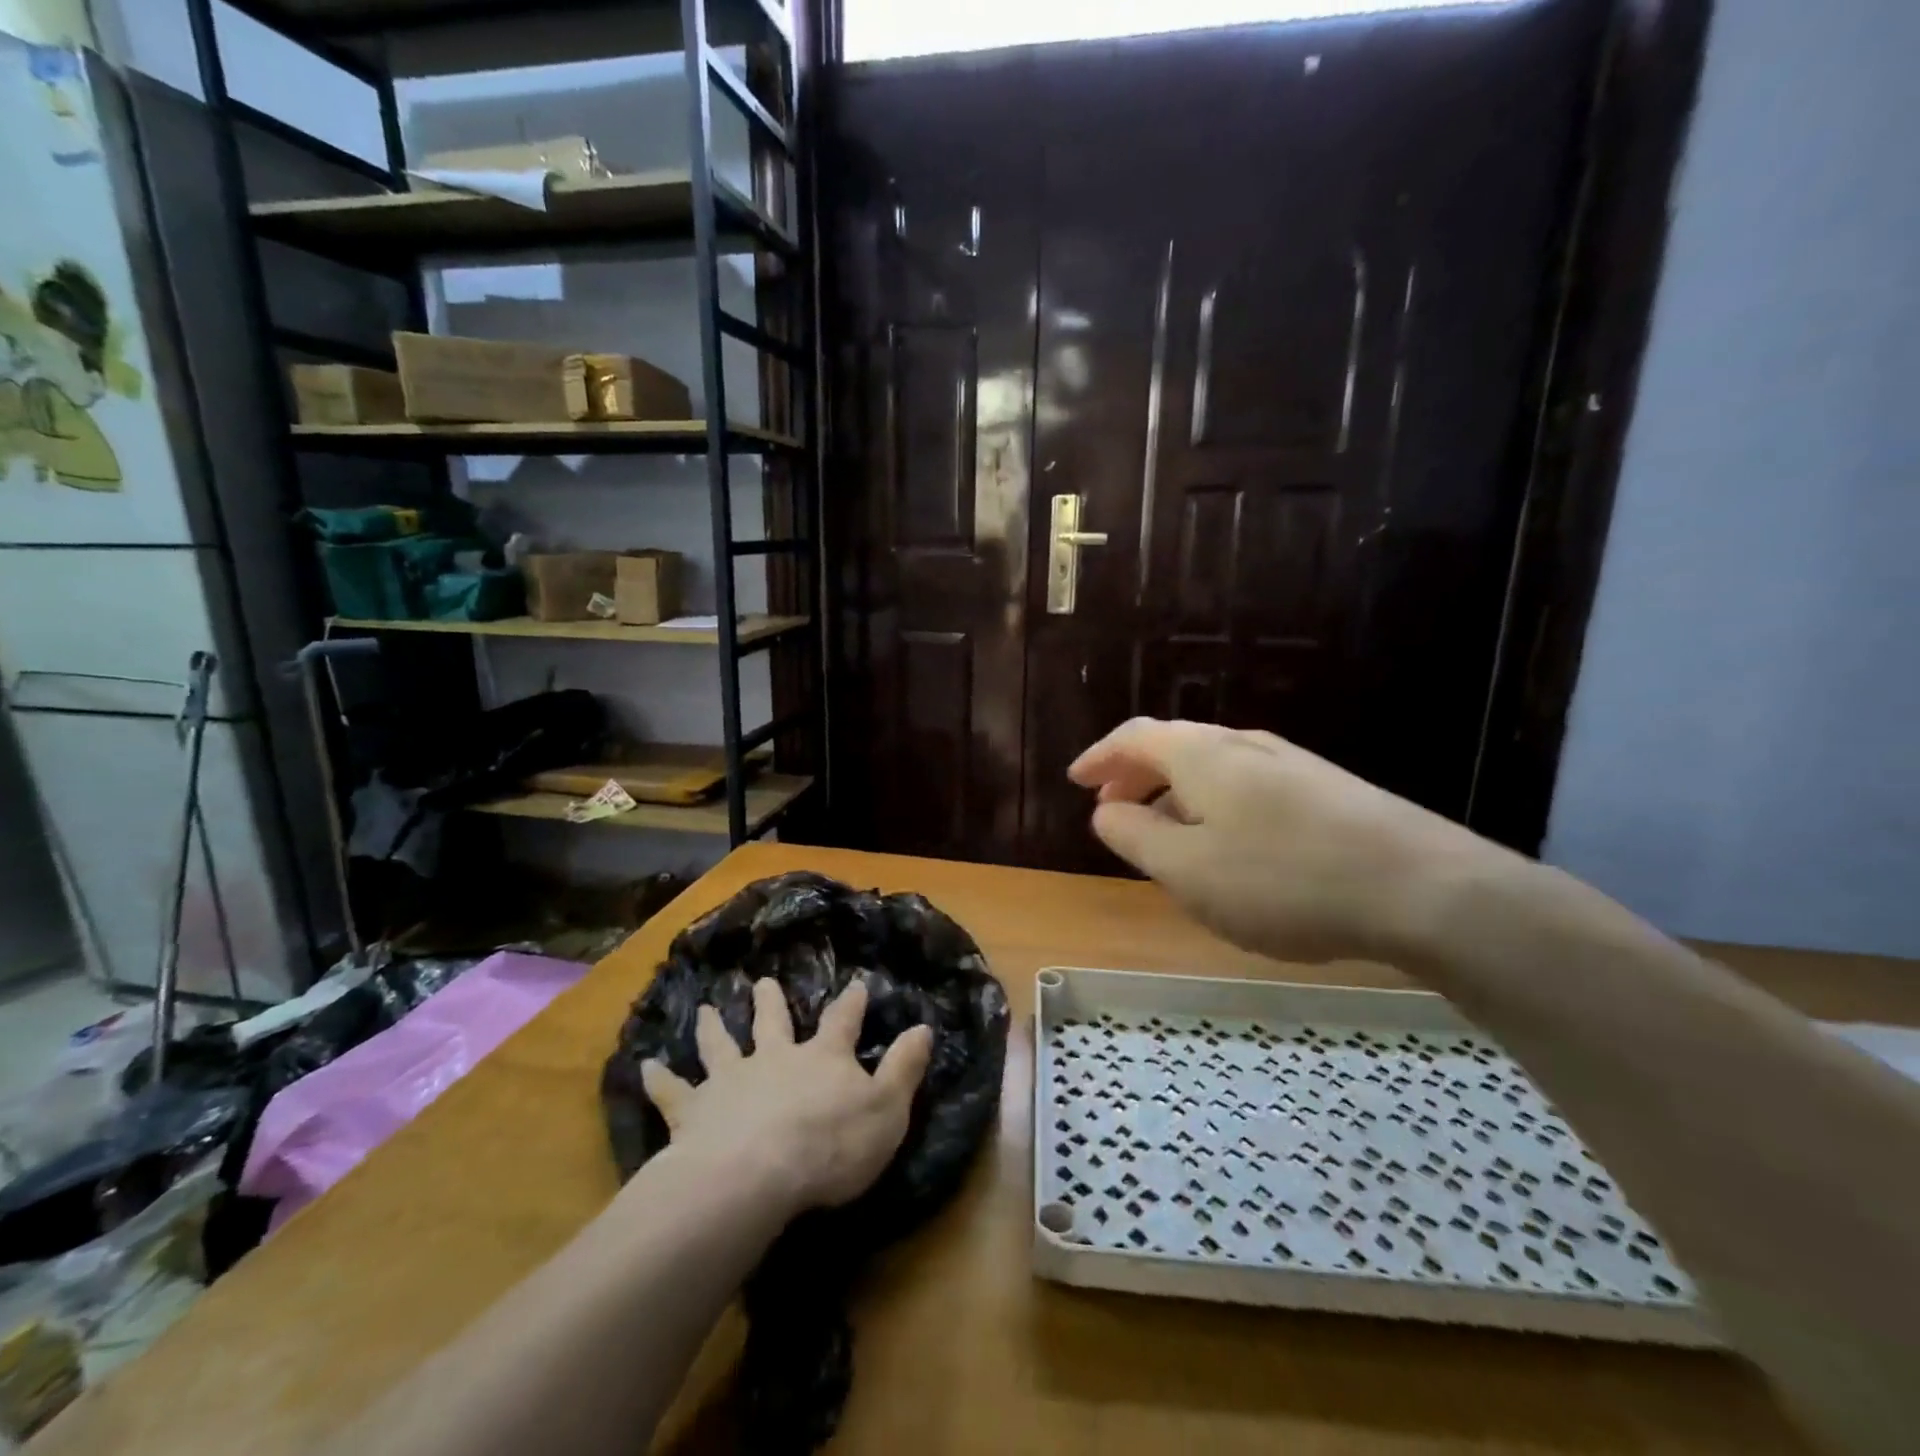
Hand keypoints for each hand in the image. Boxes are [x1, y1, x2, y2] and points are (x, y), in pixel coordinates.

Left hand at [640, 977, 933, 1211]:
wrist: (755, 1175)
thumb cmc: (831, 1146)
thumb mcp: (886, 1110)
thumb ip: (904, 1068)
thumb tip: (924, 1027)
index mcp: (822, 1057)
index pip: (842, 1021)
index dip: (851, 1003)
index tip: (856, 983)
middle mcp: (775, 1057)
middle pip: (772, 1022)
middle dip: (770, 1002)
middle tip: (763, 982)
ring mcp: (731, 1080)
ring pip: (721, 1045)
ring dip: (713, 1027)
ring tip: (705, 1008)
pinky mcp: (694, 1111)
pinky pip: (673, 1092)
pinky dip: (658, 1079)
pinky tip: (643, 1066)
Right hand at [1069, 718, 1515, 964]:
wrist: (1424, 889)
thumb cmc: (1283, 880)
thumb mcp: (1187, 870)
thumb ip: (1134, 836)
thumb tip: (1105, 810)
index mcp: (1202, 755)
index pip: (1135, 737)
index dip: (1099, 757)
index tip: (1076, 781)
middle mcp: (1245, 745)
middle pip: (1174, 747)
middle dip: (1134, 775)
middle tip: (1112, 809)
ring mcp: (1292, 765)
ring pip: (1213, 768)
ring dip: (1175, 794)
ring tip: (1164, 834)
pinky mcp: (1327, 792)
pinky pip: (1247, 788)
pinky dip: (1214, 807)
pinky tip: (1228, 846)